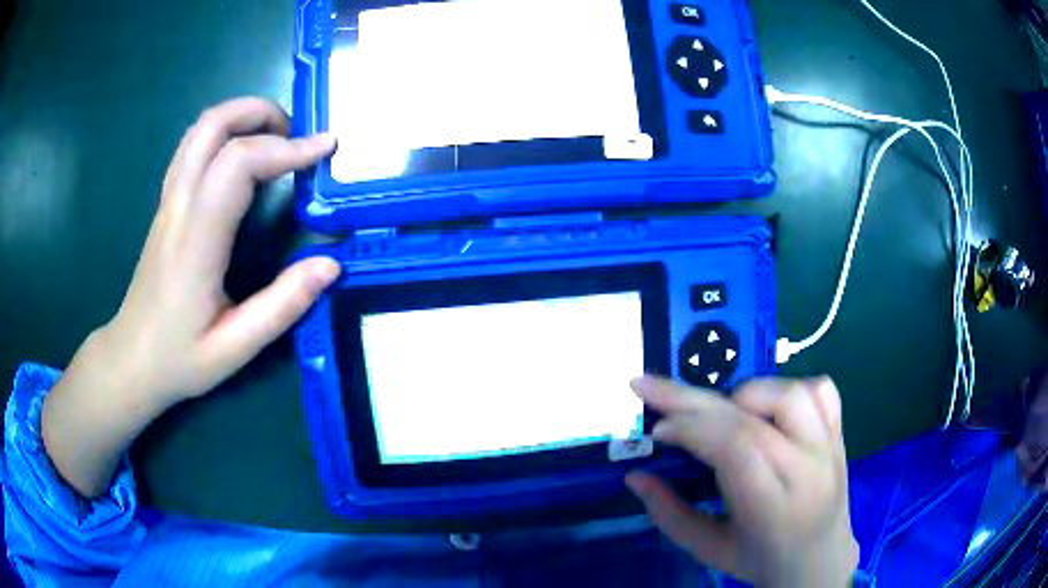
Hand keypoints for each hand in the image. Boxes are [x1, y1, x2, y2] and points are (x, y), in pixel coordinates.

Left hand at [100, 97, 340, 405]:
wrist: (131, 360)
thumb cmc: (179, 359)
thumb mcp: (235, 348)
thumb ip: (282, 306)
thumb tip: (330, 264)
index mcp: (196, 242)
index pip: (237, 165)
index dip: (285, 148)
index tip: (324, 150)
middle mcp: (179, 208)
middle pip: (213, 125)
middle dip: (262, 113)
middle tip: (297, 136)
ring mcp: (168, 201)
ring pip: (200, 129)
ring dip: (242, 116)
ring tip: (276, 138)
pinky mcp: (167, 204)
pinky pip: (193, 147)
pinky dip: (225, 133)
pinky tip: (244, 158)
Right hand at [626, 377, 858, 587]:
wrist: (820, 560)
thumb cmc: (760, 559)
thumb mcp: (709, 549)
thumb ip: (669, 514)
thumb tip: (636, 476)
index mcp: (773, 508)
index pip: (736, 447)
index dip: (692, 428)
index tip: (658, 428)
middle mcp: (808, 469)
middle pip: (751, 417)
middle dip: (693, 399)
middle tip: (651, 386)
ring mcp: (829, 446)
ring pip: (789, 392)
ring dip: (745, 393)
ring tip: (723, 412)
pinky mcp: (840, 433)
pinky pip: (820, 389)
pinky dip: (788, 387)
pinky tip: (767, 407)